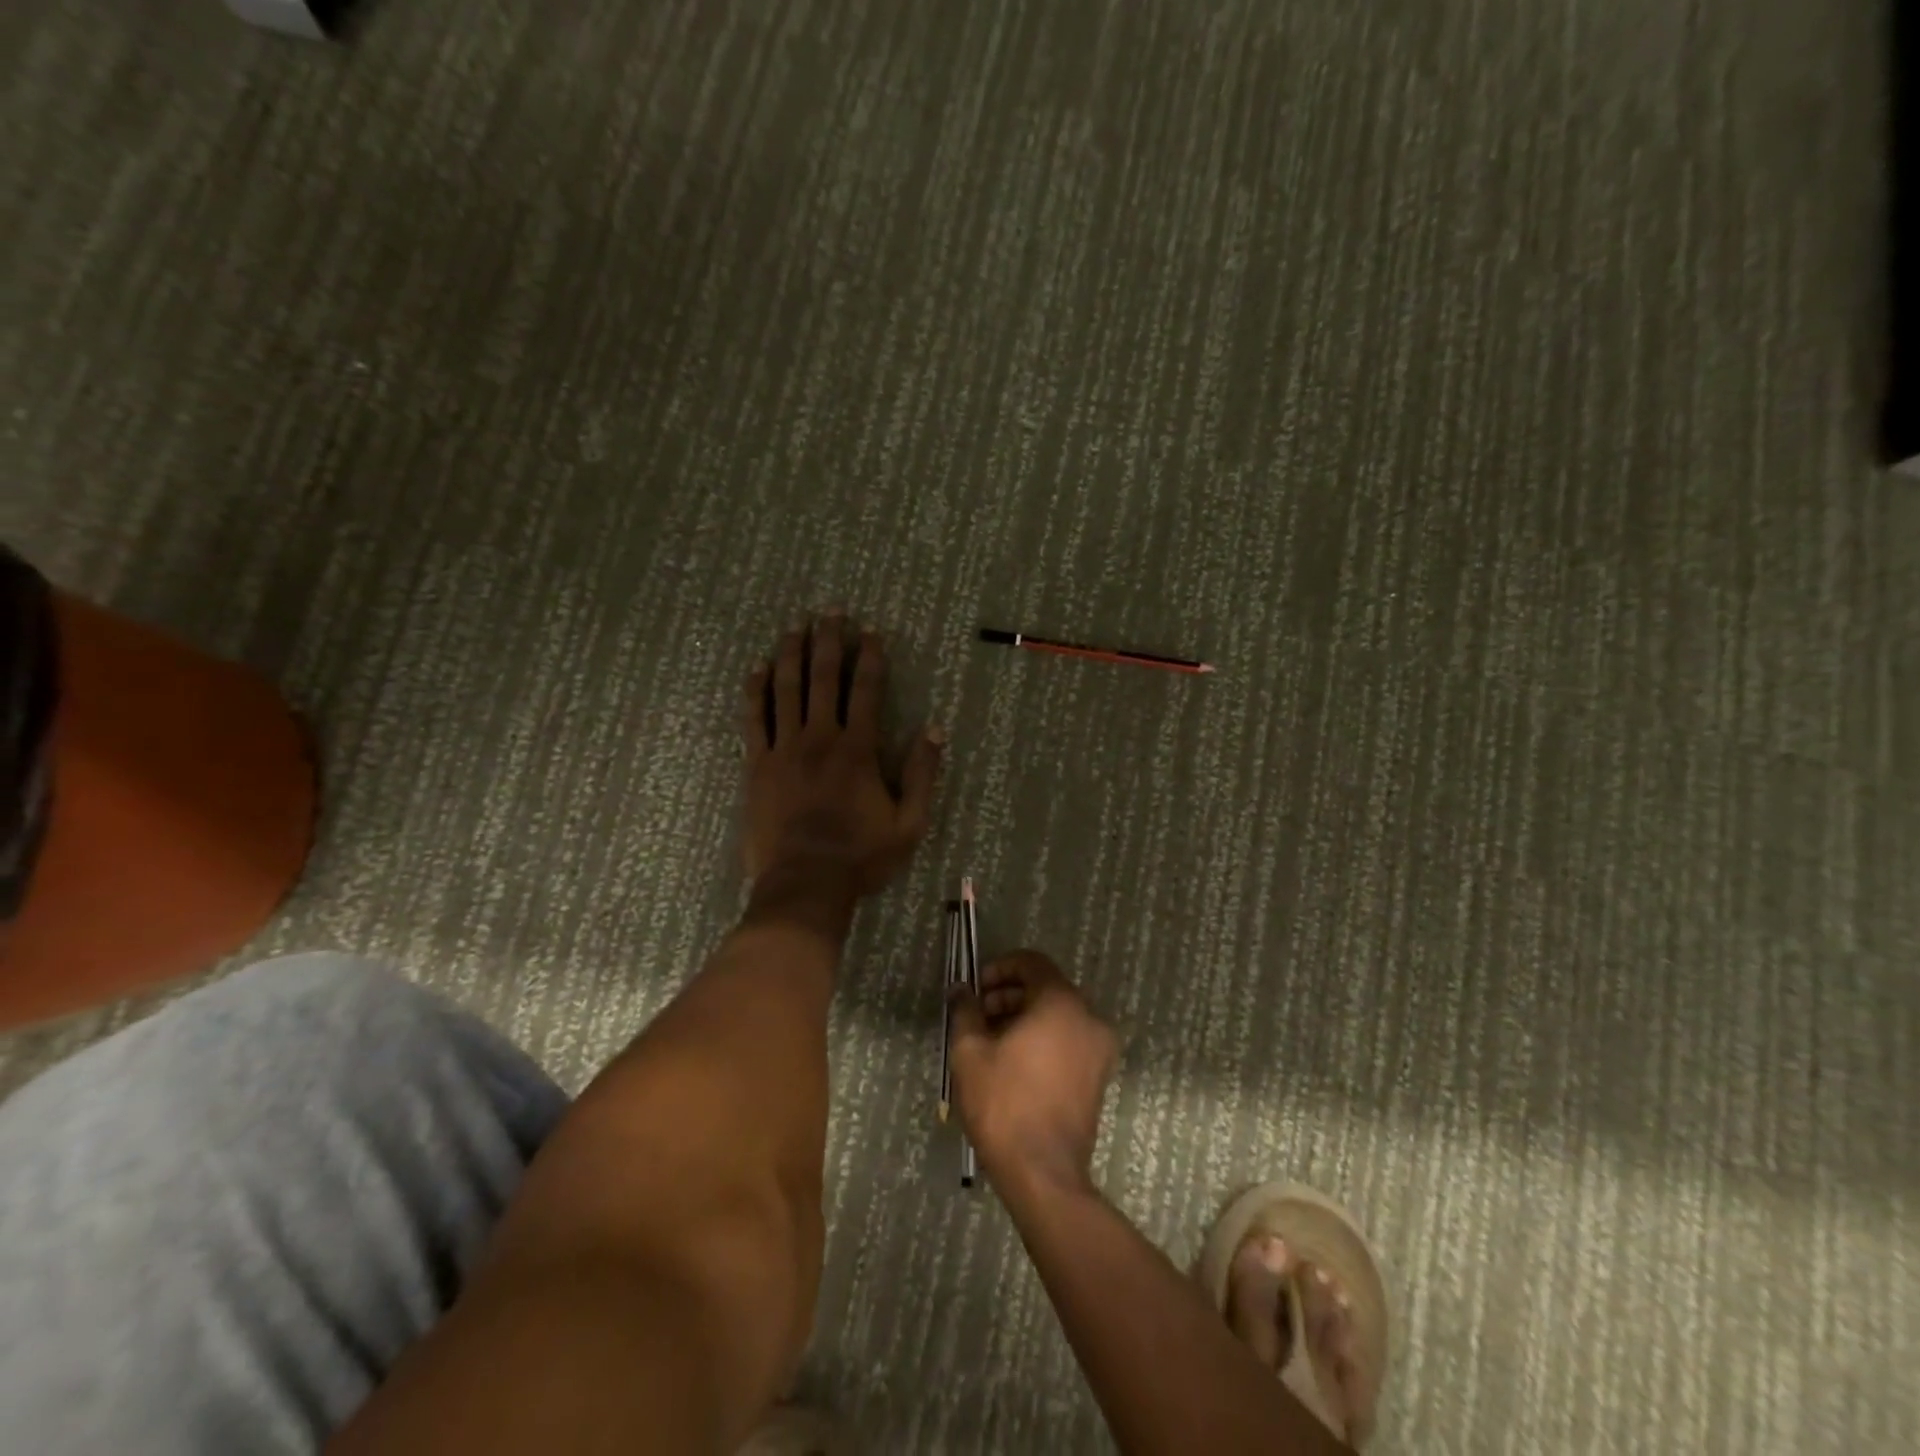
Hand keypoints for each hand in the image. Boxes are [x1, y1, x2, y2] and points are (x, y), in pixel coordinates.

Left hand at [741, 614, 943, 896]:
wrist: (804, 884)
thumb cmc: (861, 857)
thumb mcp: (909, 824)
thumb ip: (922, 775)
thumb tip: (934, 729)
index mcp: (857, 750)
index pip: (866, 690)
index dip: (870, 657)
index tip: (870, 631)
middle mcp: (819, 739)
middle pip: (823, 678)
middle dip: (828, 641)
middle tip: (829, 611)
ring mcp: (784, 750)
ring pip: (785, 690)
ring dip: (790, 655)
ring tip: (794, 627)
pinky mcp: (757, 765)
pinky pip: (754, 719)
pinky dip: (755, 691)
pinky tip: (756, 669)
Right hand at [949, 951, 1118, 1194]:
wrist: (1042, 1173)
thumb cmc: (1003, 1104)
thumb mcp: (970, 1052)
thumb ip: (966, 1010)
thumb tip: (961, 990)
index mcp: (1062, 1002)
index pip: (1033, 963)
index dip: (1000, 968)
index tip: (976, 988)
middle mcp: (1089, 1017)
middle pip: (1046, 988)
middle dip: (1009, 995)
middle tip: (978, 1016)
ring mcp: (1100, 1048)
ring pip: (1058, 1015)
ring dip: (1025, 1017)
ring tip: (991, 1041)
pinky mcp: (1099, 1075)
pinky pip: (1069, 1039)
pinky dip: (1044, 1038)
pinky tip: (1014, 1062)